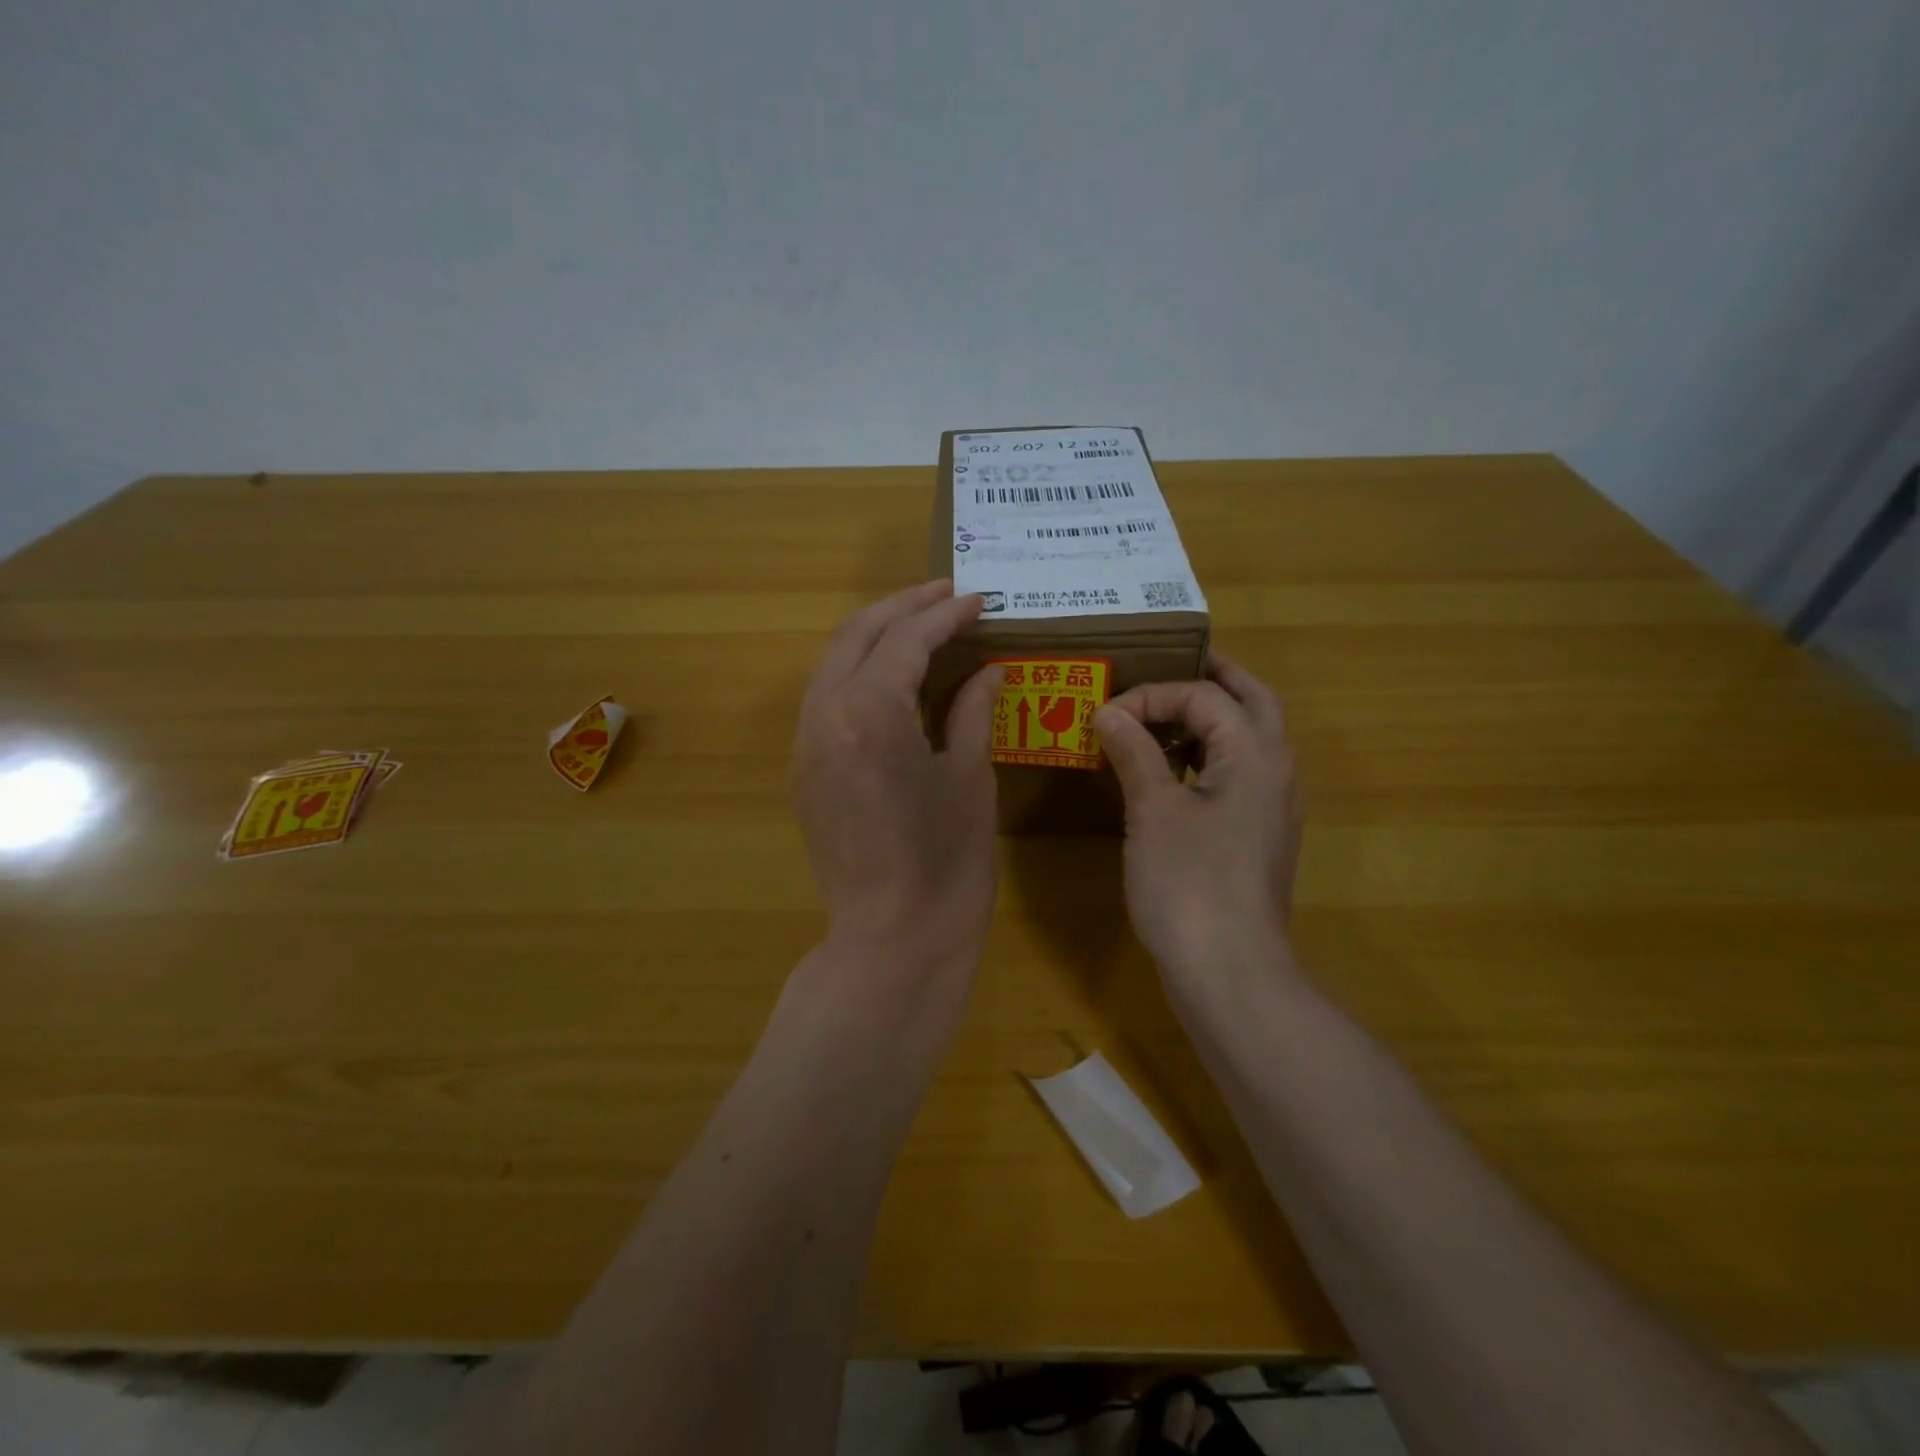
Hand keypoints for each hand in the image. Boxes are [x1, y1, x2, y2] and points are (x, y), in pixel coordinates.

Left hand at [792, 581, 1002, 973]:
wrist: (893, 940)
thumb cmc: (948, 864)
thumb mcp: (970, 779)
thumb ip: (973, 711)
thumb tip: (988, 670)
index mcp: (870, 713)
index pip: (906, 640)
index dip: (945, 615)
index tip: (979, 601)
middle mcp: (824, 716)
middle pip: (855, 636)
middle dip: (902, 608)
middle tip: (946, 595)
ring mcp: (806, 744)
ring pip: (832, 664)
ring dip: (874, 636)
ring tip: (920, 625)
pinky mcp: (804, 771)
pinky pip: (825, 700)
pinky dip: (857, 674)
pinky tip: (891, 678)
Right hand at [1092, 653, 1302, 985]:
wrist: (1230, 972)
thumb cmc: (1189, 884)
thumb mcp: (1153, 811)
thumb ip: (1134, 752)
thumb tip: (1108, 713)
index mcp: (1257, 754)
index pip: (1206, 695)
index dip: (1153, 695)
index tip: (1105, 716)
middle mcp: (1276, 771)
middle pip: (1251, 702)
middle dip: (1211, 679)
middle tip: (1169, 665)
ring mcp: (1272, 807)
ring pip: (1249, 738)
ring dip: (1212, 717)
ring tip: (1164, 713)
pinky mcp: (1257, 835)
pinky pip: (1238, 774)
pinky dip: (1208, 755)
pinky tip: (1170, 770)